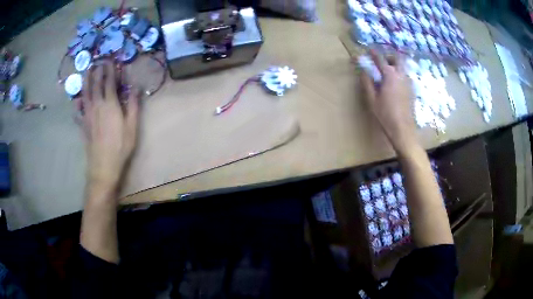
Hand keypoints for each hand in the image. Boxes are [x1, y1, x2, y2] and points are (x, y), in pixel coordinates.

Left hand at [76, 62, 139, 191]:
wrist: (103, 166)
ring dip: (86, 81)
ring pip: (85, 93)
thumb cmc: (120, 146)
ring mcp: (87, 115)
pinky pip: (78, 111)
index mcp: (110, 104)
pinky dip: (77, 104)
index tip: (110, 59)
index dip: (110, 69)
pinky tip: (76, 101)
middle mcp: (97, 105)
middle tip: (98, 61)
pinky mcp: (83, 125)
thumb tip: (136, 87)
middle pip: (95, 84)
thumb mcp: (132, 126)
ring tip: (86, 71)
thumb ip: (133, 105)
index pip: (109, 81)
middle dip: (97, 71)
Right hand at [360, 51, 419, 155]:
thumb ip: (367, 83)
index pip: (380, 59)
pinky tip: (395, 86)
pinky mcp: (412, 91)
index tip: (368, 49)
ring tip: (388, 74)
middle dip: (389, 56)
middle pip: (397, 58)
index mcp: (389, 75)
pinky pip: (405, 77)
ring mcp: (408, 83)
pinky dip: (399, 75)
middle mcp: (401, 75)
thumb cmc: (385, 115)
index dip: (373, 53)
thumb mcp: (372, 99)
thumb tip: (363, 71)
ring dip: (395, 66)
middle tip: (382, 61)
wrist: (403, 129)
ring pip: (403, 67)